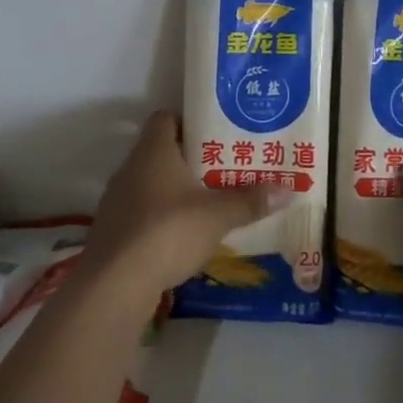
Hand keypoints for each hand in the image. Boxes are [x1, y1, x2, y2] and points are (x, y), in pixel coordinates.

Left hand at [84, 111, 288, 298]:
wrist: (115, 284)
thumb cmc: (168, 231)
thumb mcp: (218, 215)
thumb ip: (250, 200)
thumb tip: (289, 189)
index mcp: (153, 151)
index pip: (165, 118)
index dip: (189, 121)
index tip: (216, 135)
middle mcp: (130, 168)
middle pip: (160, 152)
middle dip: (190, 160)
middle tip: (223, 170)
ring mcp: (116, 200)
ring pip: (150, 184)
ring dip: (174, 192)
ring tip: (207, 204)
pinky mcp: (112, 231)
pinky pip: (141, 213)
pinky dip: (160, 219)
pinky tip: (182, 236)